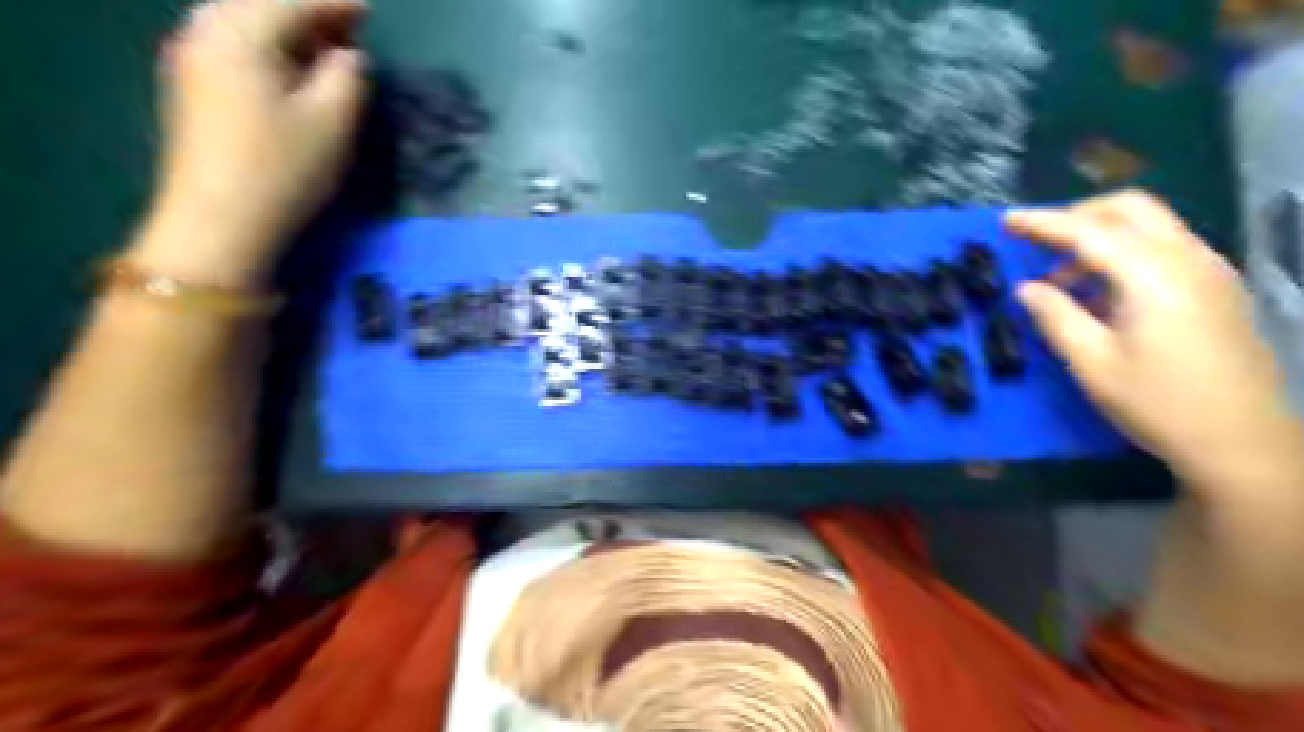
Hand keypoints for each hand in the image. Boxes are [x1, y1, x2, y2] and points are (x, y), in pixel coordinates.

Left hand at [136, 1, 365, 286]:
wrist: (219, 222)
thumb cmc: (283, 168)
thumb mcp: (333, 121)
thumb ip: (347, 77)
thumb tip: (348, 56)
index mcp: (240, 31)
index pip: (294, 1)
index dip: (337, 4)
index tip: (371, 10)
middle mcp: (205, 31)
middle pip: (261, 4)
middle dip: (309, 12)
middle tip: (351, 29)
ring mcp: (191, 59)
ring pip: (244, 23)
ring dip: (288, 30)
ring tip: (326, 48)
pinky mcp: (192, 88)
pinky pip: (233, 45)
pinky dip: (268, 47)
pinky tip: (290, 68)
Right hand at [1008, 188, 1303, 497]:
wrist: (1241, 440)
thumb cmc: (1158, 403)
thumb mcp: (1093, 363)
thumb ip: (1056, 317)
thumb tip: (1028, 288)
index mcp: (1154, 276)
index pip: (1089, 232)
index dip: (1043, 223)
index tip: (1004, 221)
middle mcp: (1188, 259)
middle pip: (1130, 209)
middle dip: (1077, 216)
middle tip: (1037, 241)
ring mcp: (1209, 271)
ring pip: (1150, 226)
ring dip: (1100, 237)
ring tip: (1062, 280)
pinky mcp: (1216, 287)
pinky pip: (1164, 248)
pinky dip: (1124, 253)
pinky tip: (1102, 292)